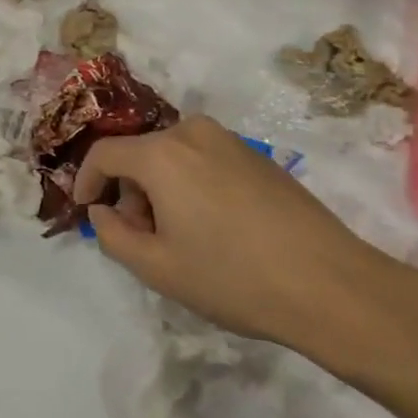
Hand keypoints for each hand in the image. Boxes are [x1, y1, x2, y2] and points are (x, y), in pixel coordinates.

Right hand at [74, 115, 417, 373]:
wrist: (331, 284)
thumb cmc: (233, 277)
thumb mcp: (157, 268)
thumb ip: (111, 234)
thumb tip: (103, 209)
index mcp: (162, 153)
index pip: (104, 153)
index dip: (85, 181)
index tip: (87, 211)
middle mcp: (193, 132)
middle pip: (140, 153)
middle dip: (129, 192)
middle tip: (140, 237)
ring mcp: (230, 140)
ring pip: (173, 157)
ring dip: (161, 189)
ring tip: (179, 238)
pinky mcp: (258, 156)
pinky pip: (204, 161)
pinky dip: (191, 185)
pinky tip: (214, 229)